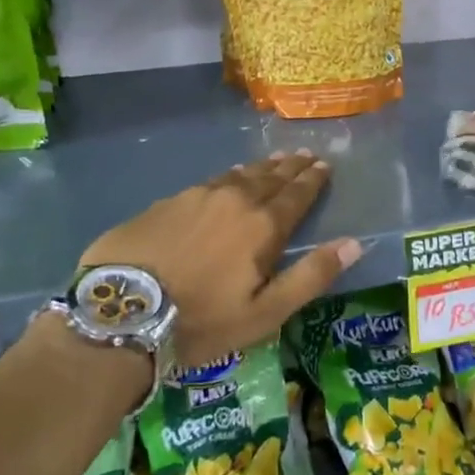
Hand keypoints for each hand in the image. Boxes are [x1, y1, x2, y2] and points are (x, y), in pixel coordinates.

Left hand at [76, 149, 362, 367]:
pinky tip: (226, 177)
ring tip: (274, 160)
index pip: (296, 195)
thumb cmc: (200, 320)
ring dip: (261, 167)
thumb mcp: (264, 313)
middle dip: (290, 167)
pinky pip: (208, 182)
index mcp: (262, 226)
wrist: (120, 314)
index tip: (324, 165)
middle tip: (305, 154)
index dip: (312, 180)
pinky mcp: (166, 203)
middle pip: (270, 178)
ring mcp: (196, 197)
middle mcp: (234, 200)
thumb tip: (354, 243)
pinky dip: (227, 176)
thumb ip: (310, 276)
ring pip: (238, 175)